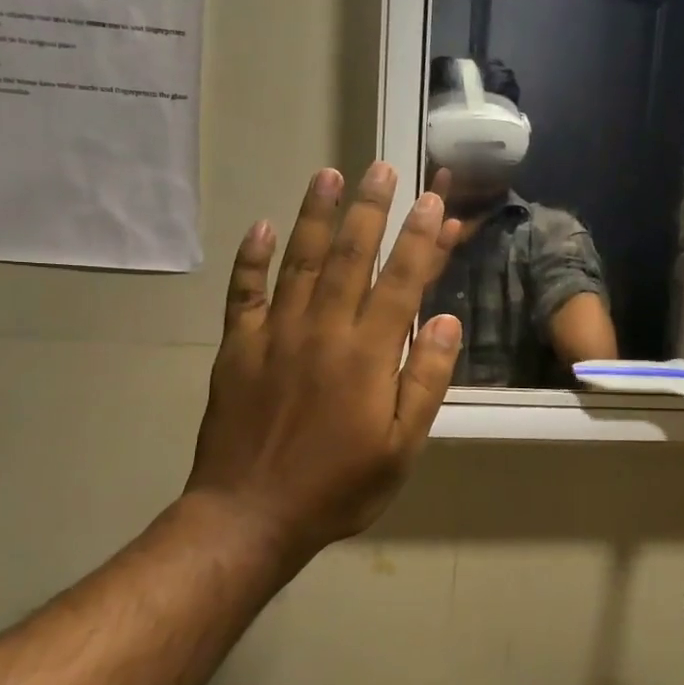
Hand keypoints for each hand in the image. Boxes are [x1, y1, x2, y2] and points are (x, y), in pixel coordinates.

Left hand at [185, 163, 462, 568]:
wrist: (250, 516)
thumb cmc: (339, 486)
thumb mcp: (403, 446)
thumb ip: (425, 380)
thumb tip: (446, 320)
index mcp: (367, 354)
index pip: (399, 281)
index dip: (418, 239)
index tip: (430, 201)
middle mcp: (322, 330)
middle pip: (348, 256)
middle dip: (369, 209)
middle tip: (380, 168)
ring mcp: (274, 334)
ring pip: (297, 261)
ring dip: (314, 215)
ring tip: (328, 174)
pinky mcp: (238, 347)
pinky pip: (244, 292)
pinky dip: (251, 258)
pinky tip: (260, 226)